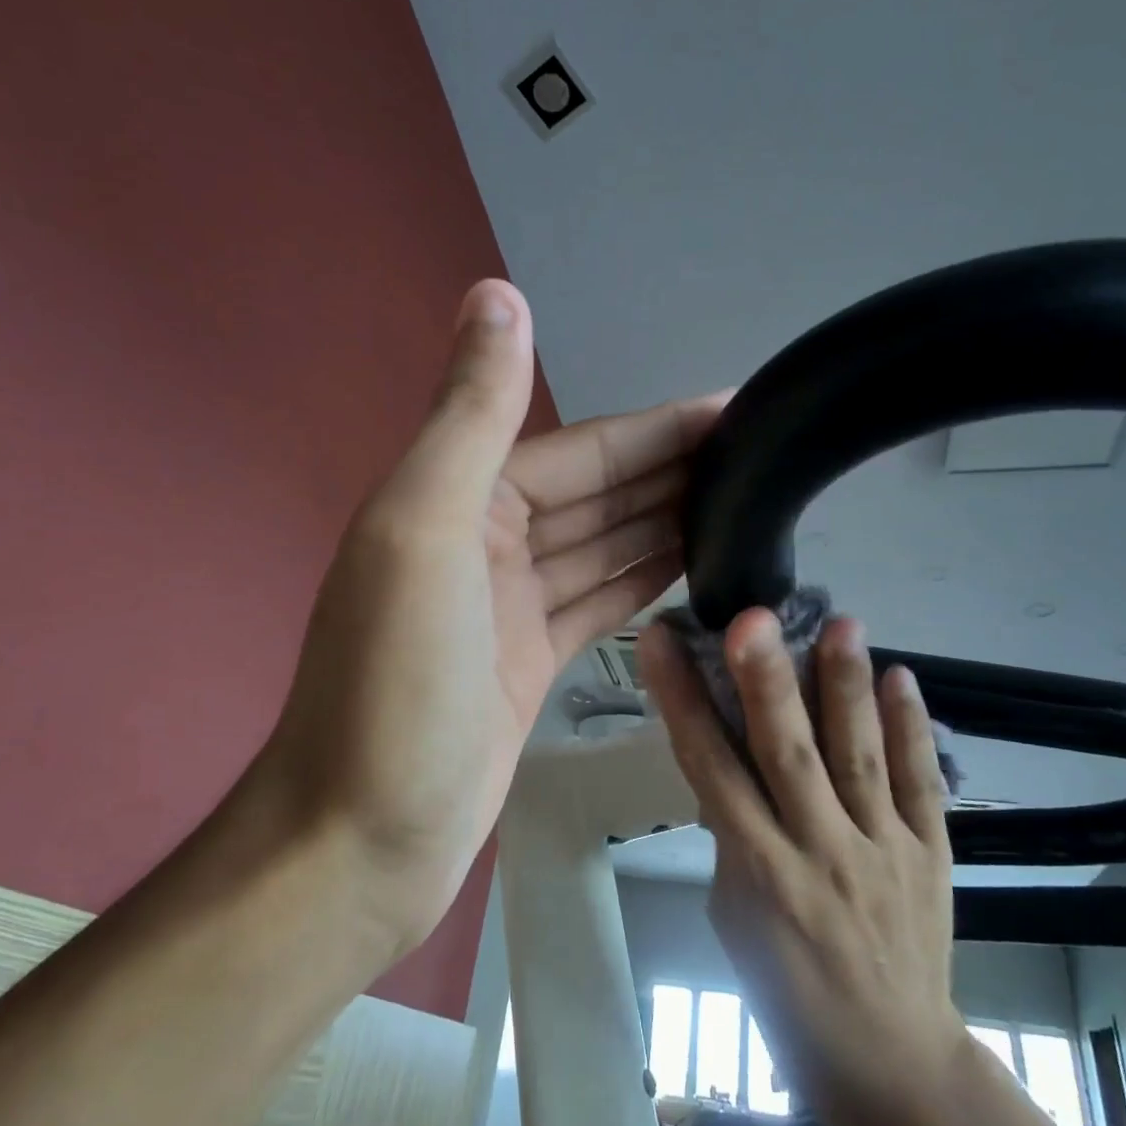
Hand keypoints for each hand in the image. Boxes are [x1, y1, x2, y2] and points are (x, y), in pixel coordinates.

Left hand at [246, 280, 726, 948]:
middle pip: (597, 493)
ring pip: (602, 545)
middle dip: (671, 470)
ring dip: (665, 520)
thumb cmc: (394, 684)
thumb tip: (497, 292)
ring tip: (746, 501)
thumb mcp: (425, 532)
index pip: (580, 450)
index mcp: (459, 501)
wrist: (364, 833)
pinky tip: (694, 562)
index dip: (657, 429)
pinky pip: (597, 600)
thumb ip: (468, 415)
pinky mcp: (532, 662)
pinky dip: (642, 578)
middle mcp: (484, 542)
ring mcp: (510, 607)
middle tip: (762, 455)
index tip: (735, 410)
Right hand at [639, 609, 967, 1125]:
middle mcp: (819, 851)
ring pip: (860, 758)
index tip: (661, 641)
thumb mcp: (733, 916)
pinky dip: (912, 730)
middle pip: (788, 756)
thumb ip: (733, 836)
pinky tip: (903, 677)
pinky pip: (922, 784)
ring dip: (847, 688)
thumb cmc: (786, 992)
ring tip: (842, 622)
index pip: (709, 769)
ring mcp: (883, 851)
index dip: (682, 700)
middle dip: (767, 682)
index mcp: (758, 871)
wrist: (890, 1062)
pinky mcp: (932, 855)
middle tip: (754, 617)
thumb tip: (732, 765)